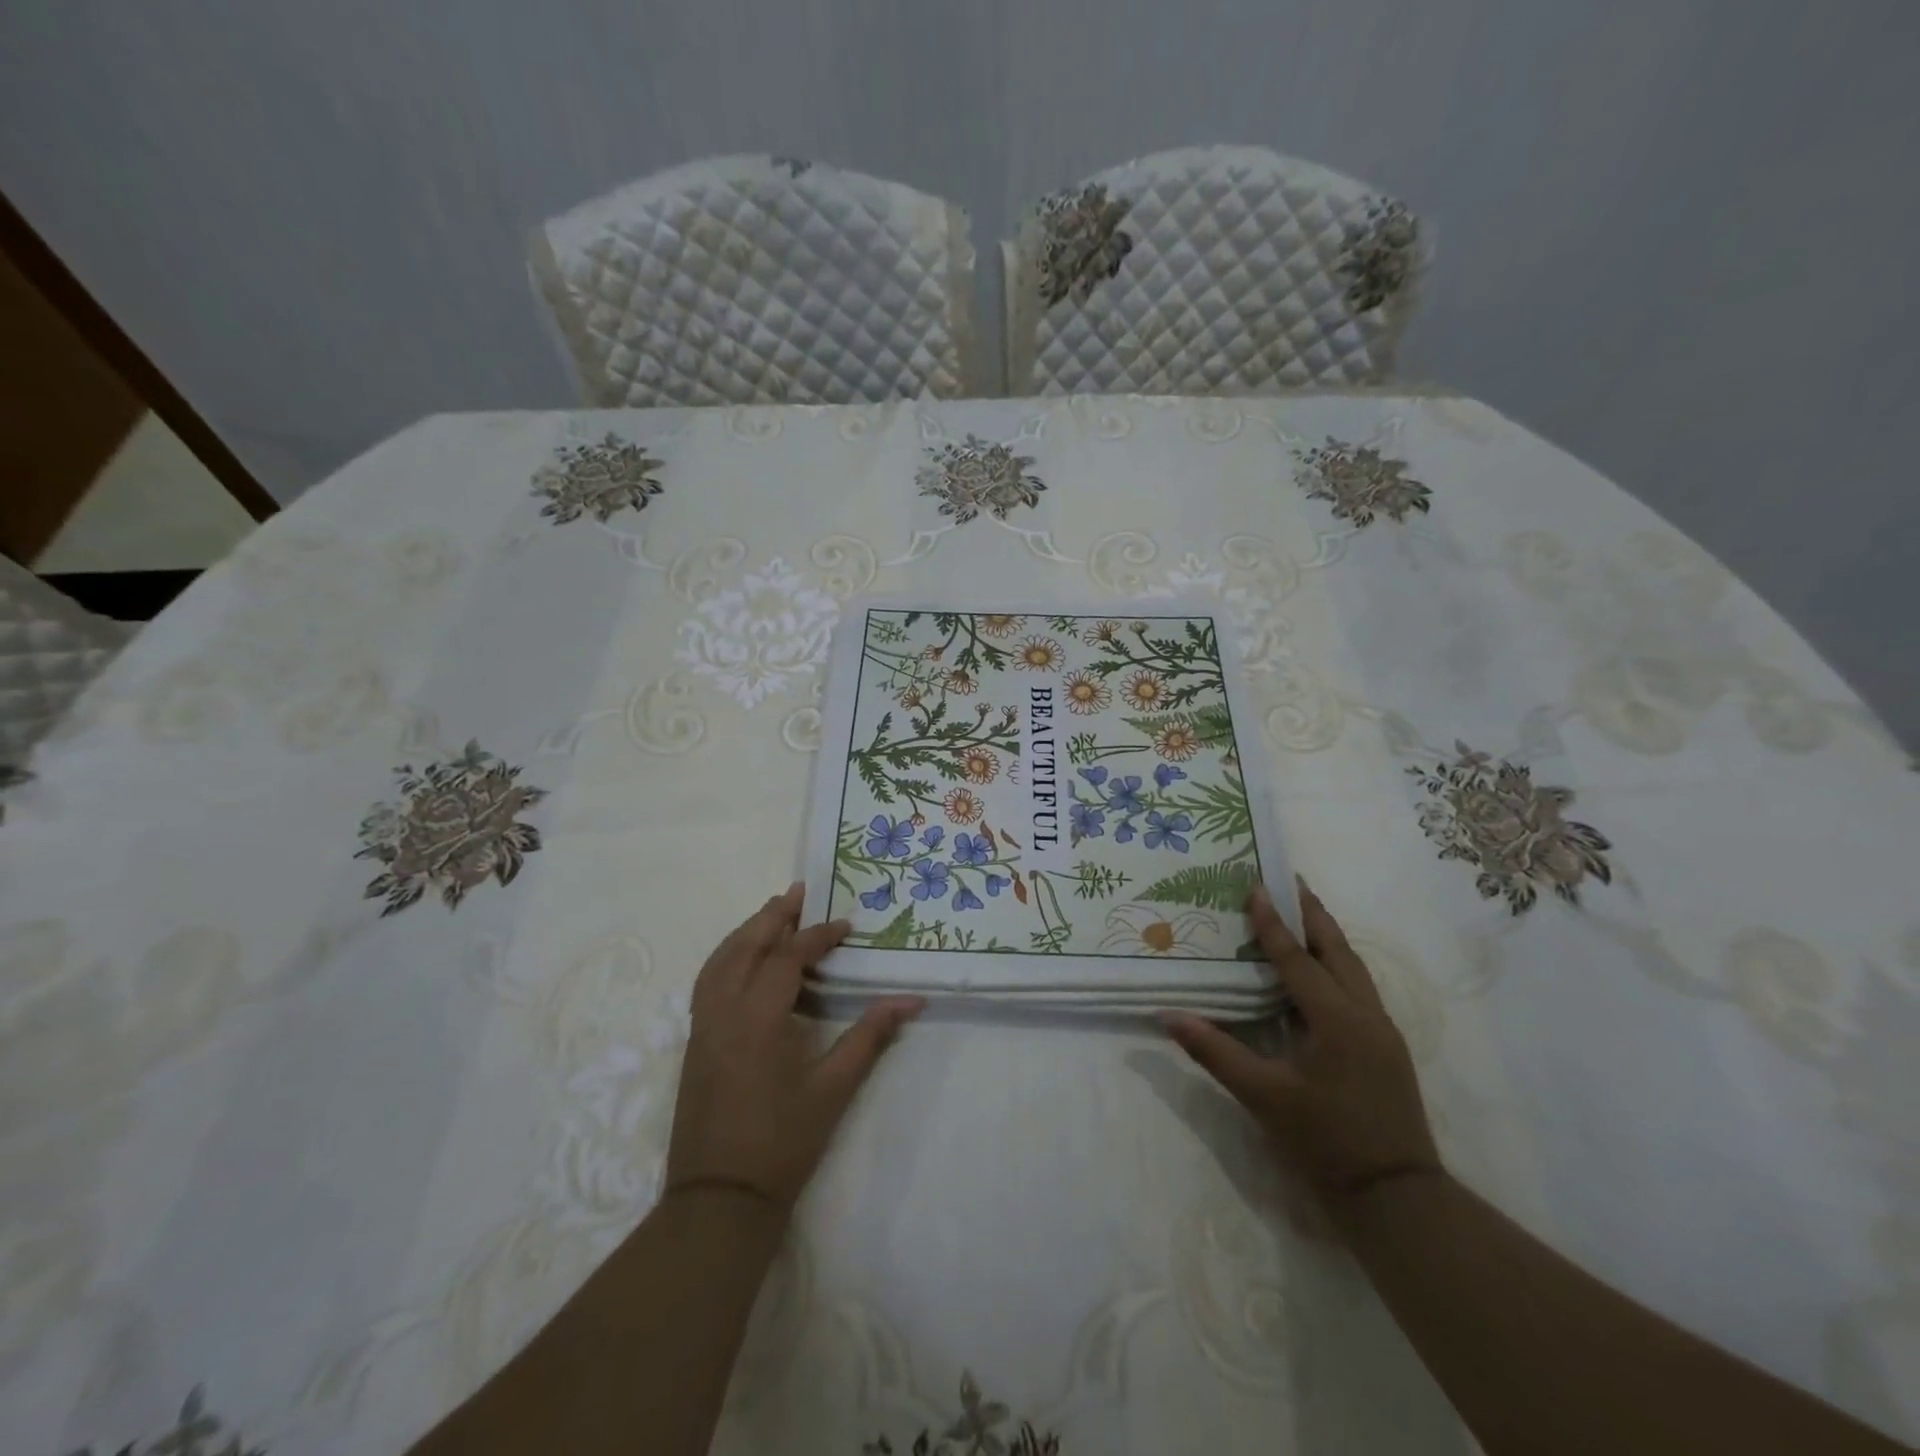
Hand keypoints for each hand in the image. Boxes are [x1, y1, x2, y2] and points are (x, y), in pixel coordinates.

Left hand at [665, 883, 923, 1210]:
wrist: (720, 1200)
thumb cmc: (783, 1144)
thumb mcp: (833, 1090)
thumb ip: (869, 1037)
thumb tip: (911, 1001)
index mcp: (758, 1020)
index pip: (787, 959)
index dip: (818, 937)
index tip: (845, 926)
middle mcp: (723, 1013)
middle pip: (745, 947)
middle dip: (773, 916)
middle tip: (800, 892)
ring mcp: (702, 1027)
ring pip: (719, 961)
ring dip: (746, 932)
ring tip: (772, 913)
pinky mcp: (693, 1043)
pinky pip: (707, 982)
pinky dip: (726, 957)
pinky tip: (743, 960)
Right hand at [1163, 880, 1441, 1212]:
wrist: (1397, 1199)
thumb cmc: (1326, 1143)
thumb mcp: (1264, 1098)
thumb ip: (1215, 1052)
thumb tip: (1167, 1016)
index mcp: (1337, 1020)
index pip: (1298, 959)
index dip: (1273, 924)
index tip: (1257, 886)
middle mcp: (1366, 1015)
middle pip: (1338, 951)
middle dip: (1313, 914)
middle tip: (1291, 882)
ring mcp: (1383, 1032)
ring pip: (1355, 968)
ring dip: (1329, 937)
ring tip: (1306, 913)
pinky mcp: (1387, 1049)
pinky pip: (1360, 989)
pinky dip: (1338, 964)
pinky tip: (1323, 970)